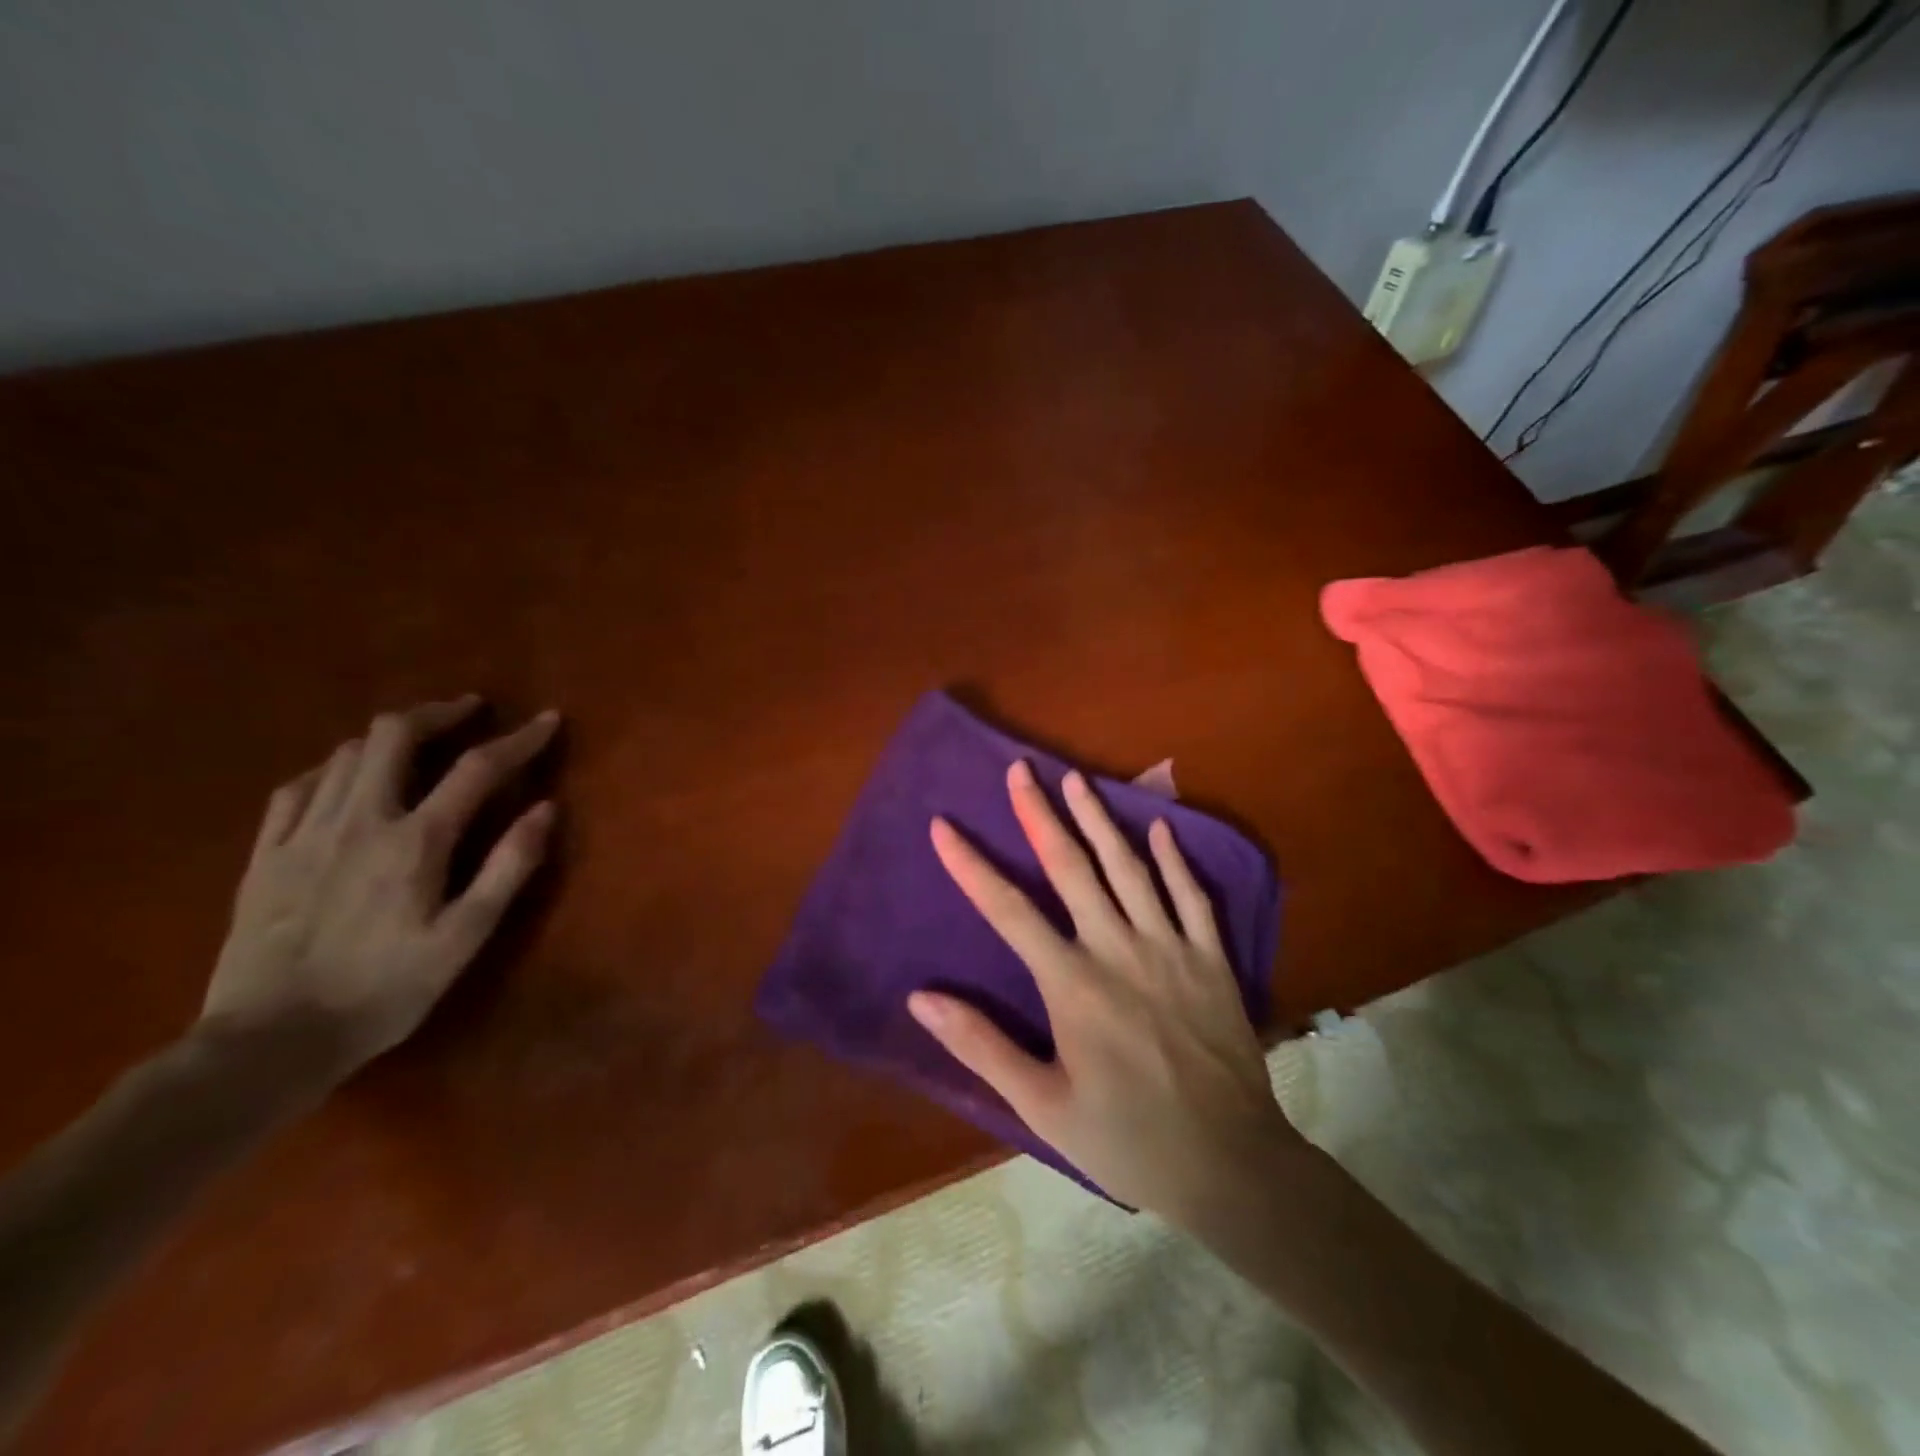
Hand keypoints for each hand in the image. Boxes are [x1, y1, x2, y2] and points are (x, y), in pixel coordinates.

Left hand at [202, 697, 559, 1072]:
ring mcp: (303, 833)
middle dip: (438, 712)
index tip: (548, 720)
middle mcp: (359, 820)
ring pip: (347, 754)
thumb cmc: (385, 991)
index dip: (519, 739)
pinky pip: (297, 787)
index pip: (478, 768)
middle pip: (395, 735)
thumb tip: (546, 808)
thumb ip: (508, 868)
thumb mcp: (465, 937)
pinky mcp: (265, 854)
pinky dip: (335, 768)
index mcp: (415, 841)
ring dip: (391, 735)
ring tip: (419, 740)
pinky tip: (347, 778)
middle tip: (470, 711)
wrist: (267, 1042)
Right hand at [908, 761, 1306, 1221]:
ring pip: (1129, 868)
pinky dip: (1174, 858)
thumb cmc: (1126, 1139)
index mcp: (1073, 984)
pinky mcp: (1211, 959)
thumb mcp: (1042, 1106)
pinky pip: (1192, 896)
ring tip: (1076, 779)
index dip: (971, 865)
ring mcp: (1171, 949)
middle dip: (1040, 814)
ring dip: (1099, 819)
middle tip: (1020, 769)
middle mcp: (1118, 950)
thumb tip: (921, 997)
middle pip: (1072, 867)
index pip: (1008, 910)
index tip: (943, 826)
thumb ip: (981, 1046)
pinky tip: (1158, 827)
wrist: (1230, 1167)